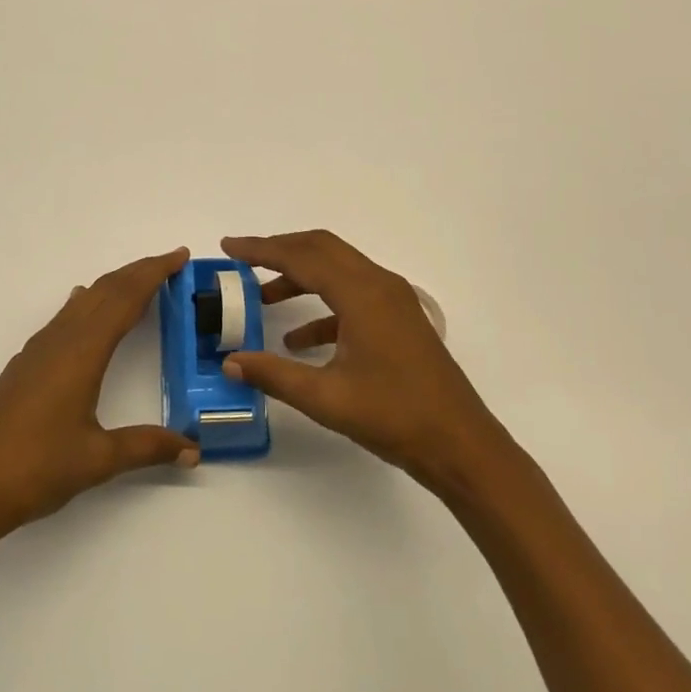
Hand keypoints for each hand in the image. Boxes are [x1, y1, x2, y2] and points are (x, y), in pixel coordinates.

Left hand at [0, 248, 199, 549]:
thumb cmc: (32, 469)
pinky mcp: (25, 365)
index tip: (179, 255)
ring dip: (114, 286)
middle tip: (171, 264)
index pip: (125, 298)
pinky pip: (65, 318)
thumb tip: (193, 449)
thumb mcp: (97, 460)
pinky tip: (83, 309)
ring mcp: (39, 351)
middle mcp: (60, 340)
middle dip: (139, 272)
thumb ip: (147, 447)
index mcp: (82, 352)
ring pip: (83, 302)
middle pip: (105, 290)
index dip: (154, 273)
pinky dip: (88, 304)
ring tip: (139, 284)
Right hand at [221, 231, 511, 488]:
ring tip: (262, 298)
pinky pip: (352, 296)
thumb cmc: (394, 417)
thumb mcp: (327, 398)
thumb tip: (230, 362)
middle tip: (243, 260)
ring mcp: (393, 300)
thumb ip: (274, 375)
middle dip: (280, 250)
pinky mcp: (399, 319)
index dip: (261, 249)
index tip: (229, 246)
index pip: (302, 256)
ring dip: (300, 277)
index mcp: (362, 293)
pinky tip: (299, 339)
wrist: (461, 445)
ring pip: (337, 270)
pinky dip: (322, 306)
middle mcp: (379, 284)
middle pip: (321, 249)